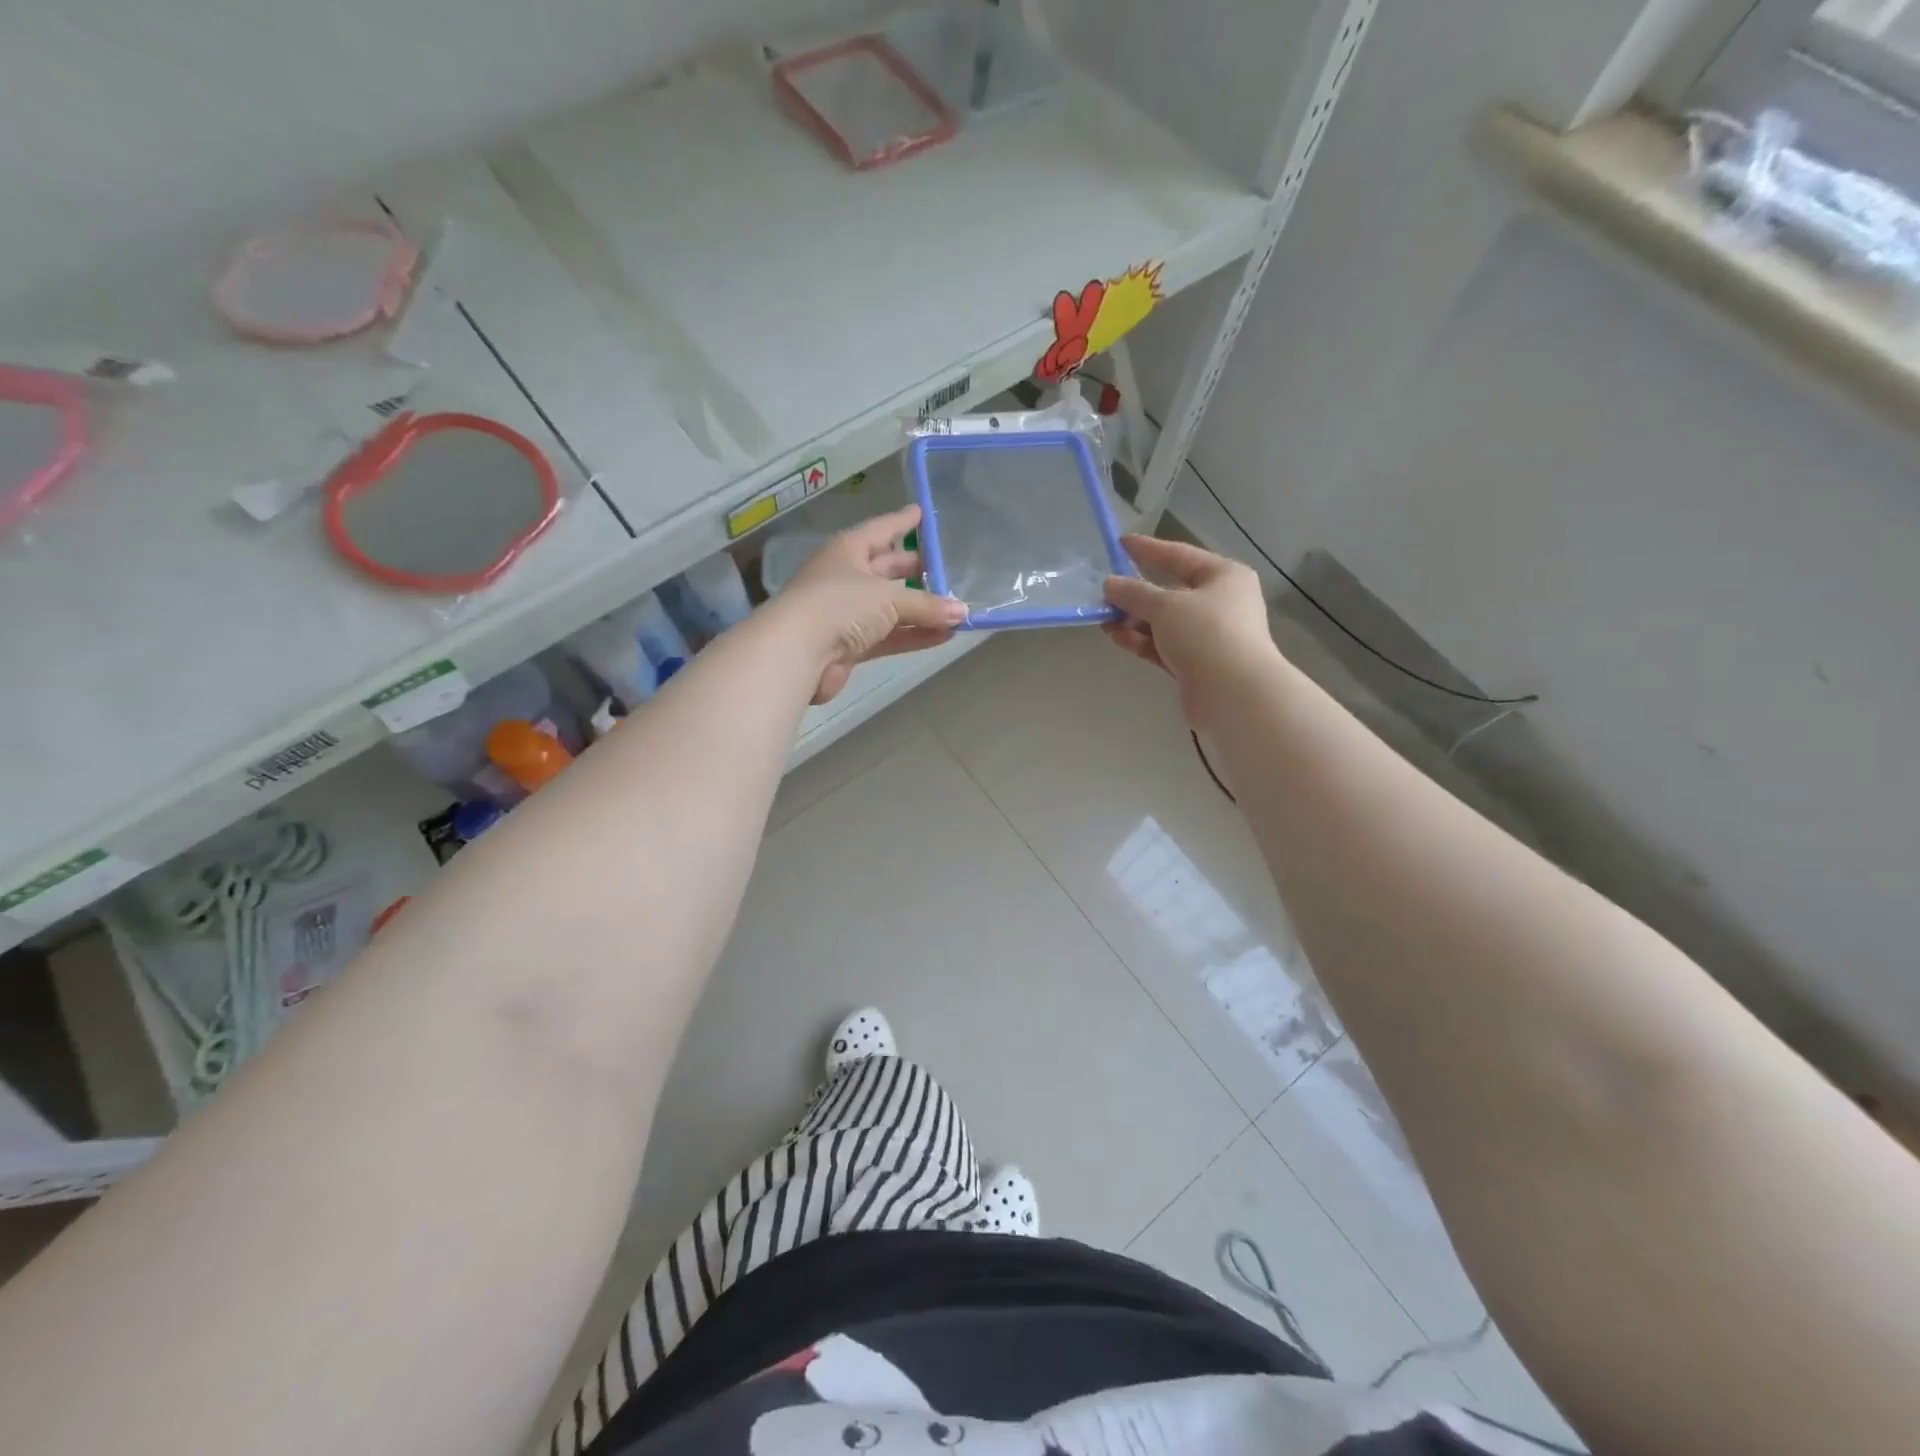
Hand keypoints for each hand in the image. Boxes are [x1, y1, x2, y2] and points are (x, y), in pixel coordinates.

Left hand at [778, 505, 968, 703]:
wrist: (798, 652)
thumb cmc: (840, 605)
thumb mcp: (889, 598)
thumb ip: (928, 605)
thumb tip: (964, 612)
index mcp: (848, 550)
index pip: (882, 529)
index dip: (903, 522)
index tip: (923, 513)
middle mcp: (846, 577)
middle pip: (888, 569)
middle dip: (917, 570)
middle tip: (949, 569)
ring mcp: (847, 613)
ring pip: (891, 607)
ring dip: (921, 609)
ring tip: (956, 609)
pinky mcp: (850, 645)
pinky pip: (889, 636)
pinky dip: (913, 635)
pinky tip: (943, 636)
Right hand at [1102, 534, 1276, 725]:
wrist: (1233, 693)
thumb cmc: (1206, 634)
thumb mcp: (1165, 606)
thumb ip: (1134, 593)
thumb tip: (1110, 584)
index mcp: (1224, 576)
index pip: (1180, 555)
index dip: (1149, 549)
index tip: (1121, 544)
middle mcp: (1222, 602)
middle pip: (1172, 591)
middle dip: (1137, 593)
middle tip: (1106, 590)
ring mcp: (1210, 636)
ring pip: (1165, 622)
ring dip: (1135, 620)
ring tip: (1104, 619)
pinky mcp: (1198, 664)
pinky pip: (1164, 646)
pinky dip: (1142, 641)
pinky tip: (1116, 636)